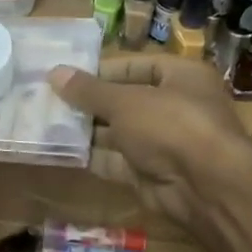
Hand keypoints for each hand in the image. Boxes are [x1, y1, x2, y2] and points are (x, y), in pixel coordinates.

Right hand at [51, 56, 251, 230]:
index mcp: (181, 77)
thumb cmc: (170, 125)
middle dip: (89, 104)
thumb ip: (88, 91)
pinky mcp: (151, 173)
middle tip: (50, 102)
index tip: (68, 77)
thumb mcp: (125, 101)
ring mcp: (163, 143)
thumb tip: (54, 73)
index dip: (103, 71)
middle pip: (125, 101)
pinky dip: (92, 157)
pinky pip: (117, 160)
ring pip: (119, 133)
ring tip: (48, 124)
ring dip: (87, 131)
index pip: (138, 65)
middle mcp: (175, 106)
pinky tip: (62, 151)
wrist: (204, 186)